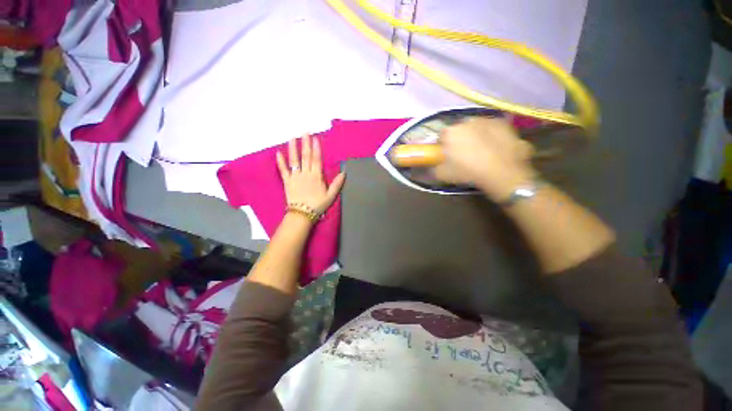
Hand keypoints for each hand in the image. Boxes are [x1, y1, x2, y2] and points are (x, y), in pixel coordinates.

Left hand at [276, 134, 345, 215]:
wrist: (302, 213)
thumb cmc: (318, 205)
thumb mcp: (331, 196)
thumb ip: (337, 184)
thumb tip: (343, 172)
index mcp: (317, 176)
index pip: (317, 160)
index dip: (316, 149)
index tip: (315, 138)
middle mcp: (306, 174)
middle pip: (306, 157)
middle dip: (306, 144)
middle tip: (305, 132)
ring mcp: (295, 177)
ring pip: (294, 160)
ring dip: (293, 148)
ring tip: (292, 138)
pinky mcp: (287, 181)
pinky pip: (283, 170)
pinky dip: (280, 162)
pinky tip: (278, 153)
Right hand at [432, 117, 535, 201]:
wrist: (501, 172)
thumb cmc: (468, 172)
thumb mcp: (442, 175)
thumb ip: (433, 168)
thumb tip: (431, 166)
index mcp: (450, 132)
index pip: (441, 136)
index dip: (443, 146)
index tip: (447, 156)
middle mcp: (467, 121)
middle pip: (459, 130)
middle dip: (460, 139)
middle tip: (464, 154)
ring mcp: (487, 120)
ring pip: (476, 127)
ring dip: (476, 135)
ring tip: (482, 151)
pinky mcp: (504, 123)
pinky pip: (492, 128)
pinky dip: (491, 135)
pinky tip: (495, 148)